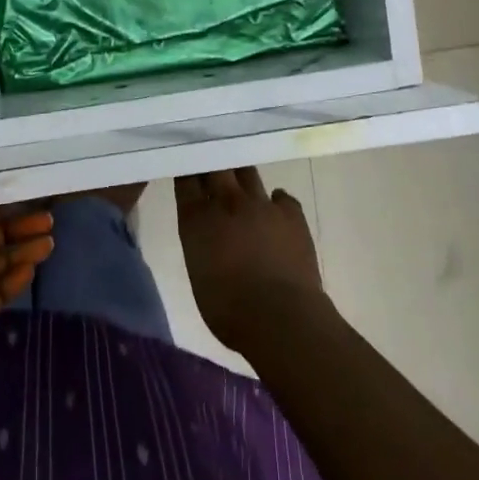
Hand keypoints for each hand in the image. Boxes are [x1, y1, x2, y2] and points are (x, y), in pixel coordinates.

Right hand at [176, 167, 326, 351]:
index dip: (187, 170)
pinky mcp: (291, 214)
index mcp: (196, 220)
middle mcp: (227, 202)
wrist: (281, 318)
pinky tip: (274, 209)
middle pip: (216, 167)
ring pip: (248, 173)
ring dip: (241, 176)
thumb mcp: (198, 272)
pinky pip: (281, 197)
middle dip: (213, 162)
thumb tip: (209, 234)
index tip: (187, 165)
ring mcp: (261, 204)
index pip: (186, 180)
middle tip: (212, 161)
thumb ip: (200, 242)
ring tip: (240, 179)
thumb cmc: (228, 309)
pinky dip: (275, 201)